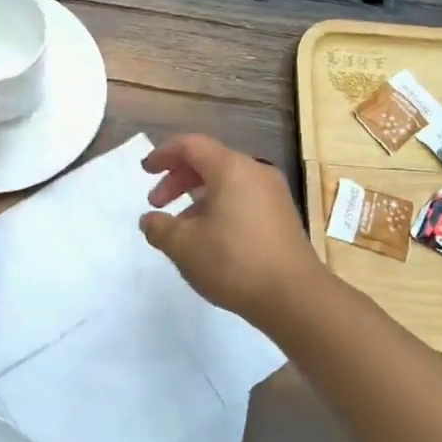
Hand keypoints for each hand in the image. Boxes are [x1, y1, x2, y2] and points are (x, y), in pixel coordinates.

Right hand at [139, 134, 322, 328]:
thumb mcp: (184, 246)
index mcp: (231, 169)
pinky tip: (209, 236)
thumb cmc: (234, 262)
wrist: (295, 295)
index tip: (146, 170)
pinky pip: (242, 197)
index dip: (164, 154)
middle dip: (178, 178)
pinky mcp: (281, 215)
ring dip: (197, 196)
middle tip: (157, 203)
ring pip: (226, 181)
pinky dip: (219, 206)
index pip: (191, 145)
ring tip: (180, 225)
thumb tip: (150, 220)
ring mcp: (273, 193)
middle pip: (209, 161)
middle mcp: (255, 172)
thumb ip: (160, 228)